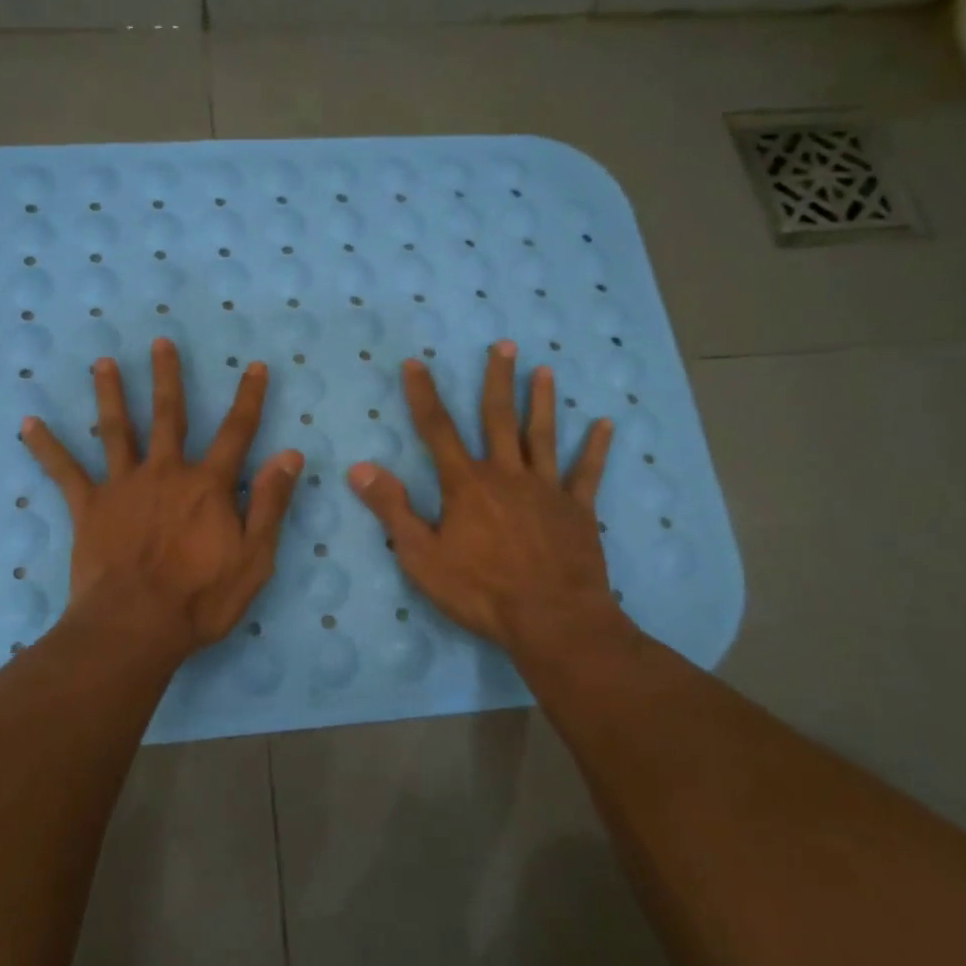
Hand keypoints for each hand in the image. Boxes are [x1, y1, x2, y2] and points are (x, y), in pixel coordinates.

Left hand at [23, 338, 303, 653]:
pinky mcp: (89, 507)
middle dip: (168, 377)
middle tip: (161, 342)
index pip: (237, 432)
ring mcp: (123, 486)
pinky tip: (28, 423)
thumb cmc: (201, 598)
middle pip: (169, 416)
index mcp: (208, 486)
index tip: (254, 366)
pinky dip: (46, 447)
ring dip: (111, 393)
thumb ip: (270, 504)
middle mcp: (166, 473)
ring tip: (103, 362)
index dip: (249, 398)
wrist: (136, 626)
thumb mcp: (255, 558)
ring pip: (117, 430)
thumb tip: (289, 455)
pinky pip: (64, 471)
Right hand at [347, 340, 636, 656]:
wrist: (551, 620)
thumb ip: (392, 509)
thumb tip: (360, 468)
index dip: (423, 395)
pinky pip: (587, 473)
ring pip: (542, 436)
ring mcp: (546, 490)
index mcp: (467, 485)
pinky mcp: (578, 510)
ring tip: (544, 370)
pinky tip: (605, 424)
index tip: (416, 363)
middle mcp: (507, 475)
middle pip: (498, 419)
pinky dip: (596, 448)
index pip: (438, 430)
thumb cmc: (480, 591)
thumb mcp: (421, 556)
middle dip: (497, 380)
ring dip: (541, 402)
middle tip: (504, 345)